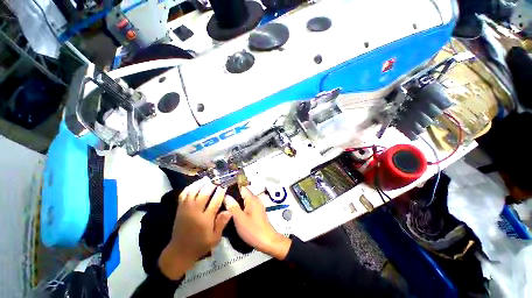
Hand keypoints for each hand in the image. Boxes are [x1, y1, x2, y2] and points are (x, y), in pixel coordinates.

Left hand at [158, 178, 231, 279]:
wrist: (179, 252)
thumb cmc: (200, 245)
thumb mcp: (215, 238)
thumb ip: (222, 223)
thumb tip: (229, 210)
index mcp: (205, 220)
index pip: (215, 201)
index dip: (221, 191)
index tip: (225, 184)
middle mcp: (194, 212)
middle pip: (203, 193)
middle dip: (212, 184)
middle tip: (218, 178)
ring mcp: (185, 209)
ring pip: (192, 191)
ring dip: (200, 183)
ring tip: (207, 178)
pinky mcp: (179, 209)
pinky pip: (183, 194)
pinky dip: (189, 187)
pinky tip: (195, 184)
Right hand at [224, 187, 290, 259]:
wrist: (267, 242)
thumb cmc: (253, 230)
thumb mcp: (239, 219)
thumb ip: (232, 206)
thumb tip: (226, 196)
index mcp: (252, 198)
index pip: (241, 188)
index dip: (231, 188)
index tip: (221, 192)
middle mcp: (255, 200)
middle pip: (242, 194)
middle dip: (232, 197)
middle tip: (220, 201)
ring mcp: (256, 206)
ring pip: (244, 201)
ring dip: (236, 203)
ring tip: (224, 207)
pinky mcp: (257, 212)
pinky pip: (246, 206)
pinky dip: (240, 208)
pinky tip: (233, 214)